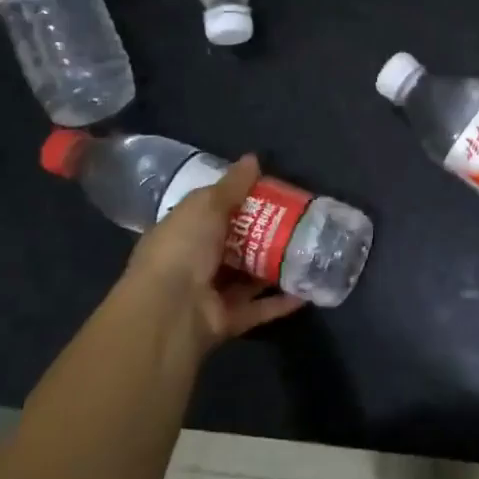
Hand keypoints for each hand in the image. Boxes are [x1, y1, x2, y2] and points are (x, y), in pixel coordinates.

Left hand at [115, 155, 306, 348]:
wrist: (171, 310)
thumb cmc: (183, 247)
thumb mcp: (206, 205)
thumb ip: (231, 185)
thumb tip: (253, 158)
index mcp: (180, 234)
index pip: (211, 214)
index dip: (239, 204)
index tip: (271, 195)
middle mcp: (192, 264)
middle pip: (233, 247)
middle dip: (263, 237)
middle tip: (297, 222)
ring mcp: (209, 295)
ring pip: (247, 279)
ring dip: (274, 268)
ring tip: (307, 253)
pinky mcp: (227, 320)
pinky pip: (258, 308)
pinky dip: (280, 302)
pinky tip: (306, 290)